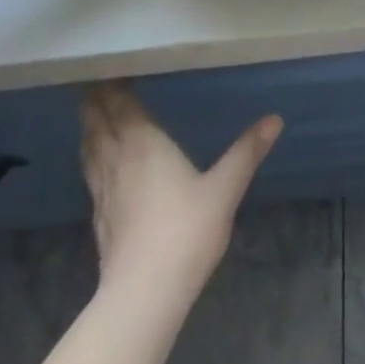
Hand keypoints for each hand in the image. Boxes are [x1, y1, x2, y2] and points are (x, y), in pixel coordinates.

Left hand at [79, 84, 282, 313]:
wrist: (144, 294)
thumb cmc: (186, 231)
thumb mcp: (225, 188)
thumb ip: (246, 152)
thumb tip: (274, 118)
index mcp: (144, 146)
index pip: (121, 108)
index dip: (112, 88)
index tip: (104, 69)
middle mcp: (118, 162)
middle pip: (99, 125)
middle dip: (95, 103)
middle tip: (92, 83)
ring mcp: (104, 192)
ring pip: (91, 150)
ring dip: (90, 129)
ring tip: (91, 116)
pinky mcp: (101, 219)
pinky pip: (92, 174)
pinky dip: (92, 158)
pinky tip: (99, 165)